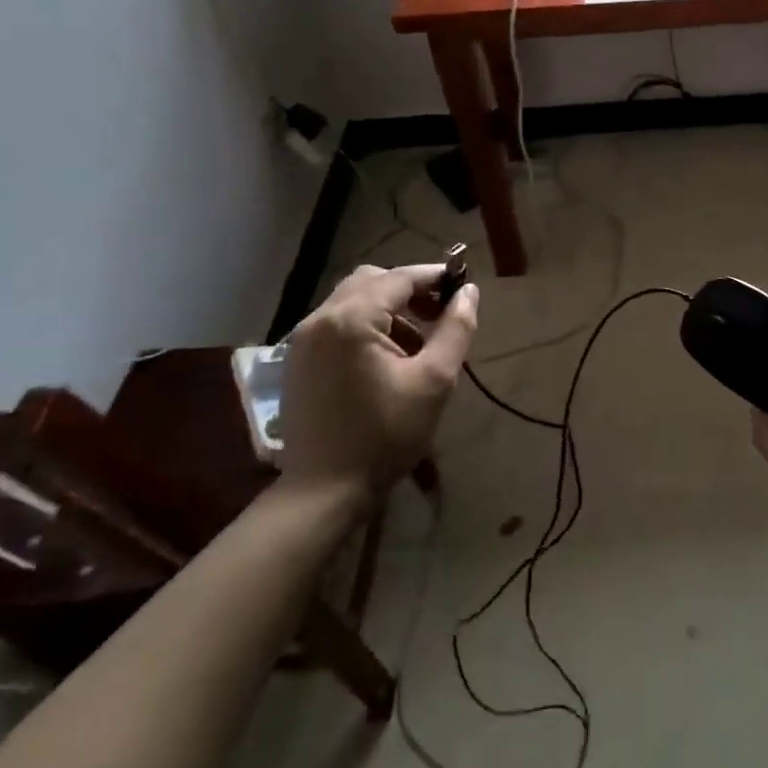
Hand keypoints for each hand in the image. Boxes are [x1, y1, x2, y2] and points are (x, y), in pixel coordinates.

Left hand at [278, 263, 478, 497]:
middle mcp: (320, 318)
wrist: (324, 491)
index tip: (463, 287)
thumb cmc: (385, 434)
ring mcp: (303, 339)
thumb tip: (469, 292)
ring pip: (353, 299)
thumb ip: (455, 329)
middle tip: (439, 314)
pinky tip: (387, 359)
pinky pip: (338, 322)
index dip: (435, 277)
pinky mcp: (298, 359)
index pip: (400, 278)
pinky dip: (366, 325)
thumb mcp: (434, 381)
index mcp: (351, 319)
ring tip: (418, 343)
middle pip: (372, 280)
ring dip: (388, 308)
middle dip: (410, 290)